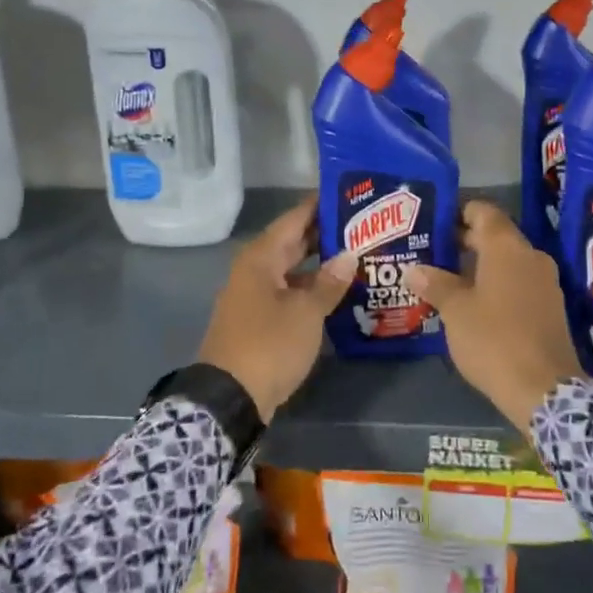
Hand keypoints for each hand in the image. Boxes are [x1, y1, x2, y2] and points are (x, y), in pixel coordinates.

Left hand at [197, 198, 356, 422]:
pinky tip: (337, 291)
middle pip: (293, 242)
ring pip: (292, 269)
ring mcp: (255, 295)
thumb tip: (349, 255)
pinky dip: (311, 288)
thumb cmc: (269, 345)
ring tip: (358, 255)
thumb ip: (329, 282)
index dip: (320, 205)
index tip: (350, 194)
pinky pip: (289, 291)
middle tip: (363, 225)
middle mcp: (255, 270)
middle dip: (325, 234)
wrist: (229, 399)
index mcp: (262, 258)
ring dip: (320, 264)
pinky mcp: (259, 319)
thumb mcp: (306, 313)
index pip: (294, 219)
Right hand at [408, 201, 584, 433]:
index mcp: (507, 247)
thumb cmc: (493, 339)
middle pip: (495, 236)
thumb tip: (413, 270)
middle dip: (464, 242)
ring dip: (479, 266)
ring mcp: (545, 282)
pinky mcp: (551, 307)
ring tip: (447, 279)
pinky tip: (474, 303)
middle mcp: (530, 256)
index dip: (458, 212)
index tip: (434, 222)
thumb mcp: (455, 311)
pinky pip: (519, 283)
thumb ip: (435, 284)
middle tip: (431, 252)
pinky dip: (497, 285)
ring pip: (507, 261)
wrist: (544, 389)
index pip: (483, 211)